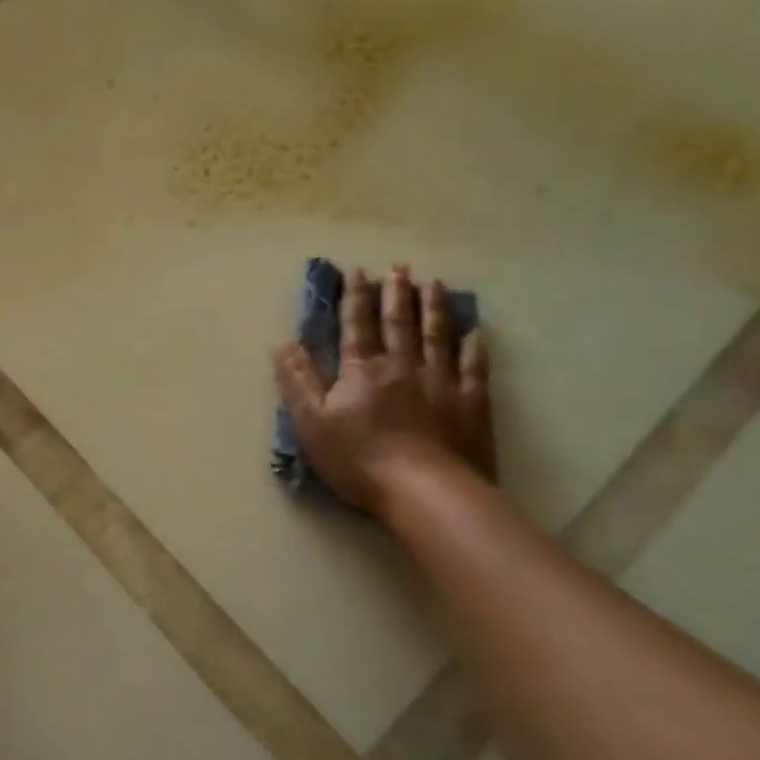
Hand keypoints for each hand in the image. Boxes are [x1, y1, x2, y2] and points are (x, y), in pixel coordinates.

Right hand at [273, 264, 493, 513]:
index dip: (355, 297)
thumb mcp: (311, 422)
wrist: (425, 492)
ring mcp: (441, 382)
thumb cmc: (359, 459)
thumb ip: (297, 380)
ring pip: (437, 335)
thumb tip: (282, 343)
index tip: (357, 271)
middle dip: (396, 293)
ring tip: (434, 283)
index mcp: (362, 369)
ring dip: (434, 307)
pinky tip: (476, 330)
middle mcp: (402, 365)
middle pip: (399, 322)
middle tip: (400, 268)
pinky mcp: (470, 404)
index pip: (356, 324)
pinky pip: (473, 367)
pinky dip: (474, 346)